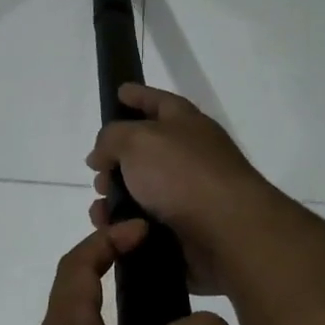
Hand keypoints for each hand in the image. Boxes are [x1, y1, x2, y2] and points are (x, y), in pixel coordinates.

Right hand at [86, 84, 283, 294]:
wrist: (227, 232)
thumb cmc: (182, 174)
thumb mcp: (137, 141)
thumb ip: (111, 138)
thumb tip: (101, 155)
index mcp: (185, 123)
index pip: (158, 100)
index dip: (137, 95)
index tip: (118, 92)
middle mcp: (190, 155)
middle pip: (144, 150)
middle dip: (115, 159)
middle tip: (97, 171)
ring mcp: (188, 193)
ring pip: (140, 191)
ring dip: (115, 197)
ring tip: (101, 209)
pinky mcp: (184, 228)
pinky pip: (144, 223)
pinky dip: (125, 226)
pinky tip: (111, 230)